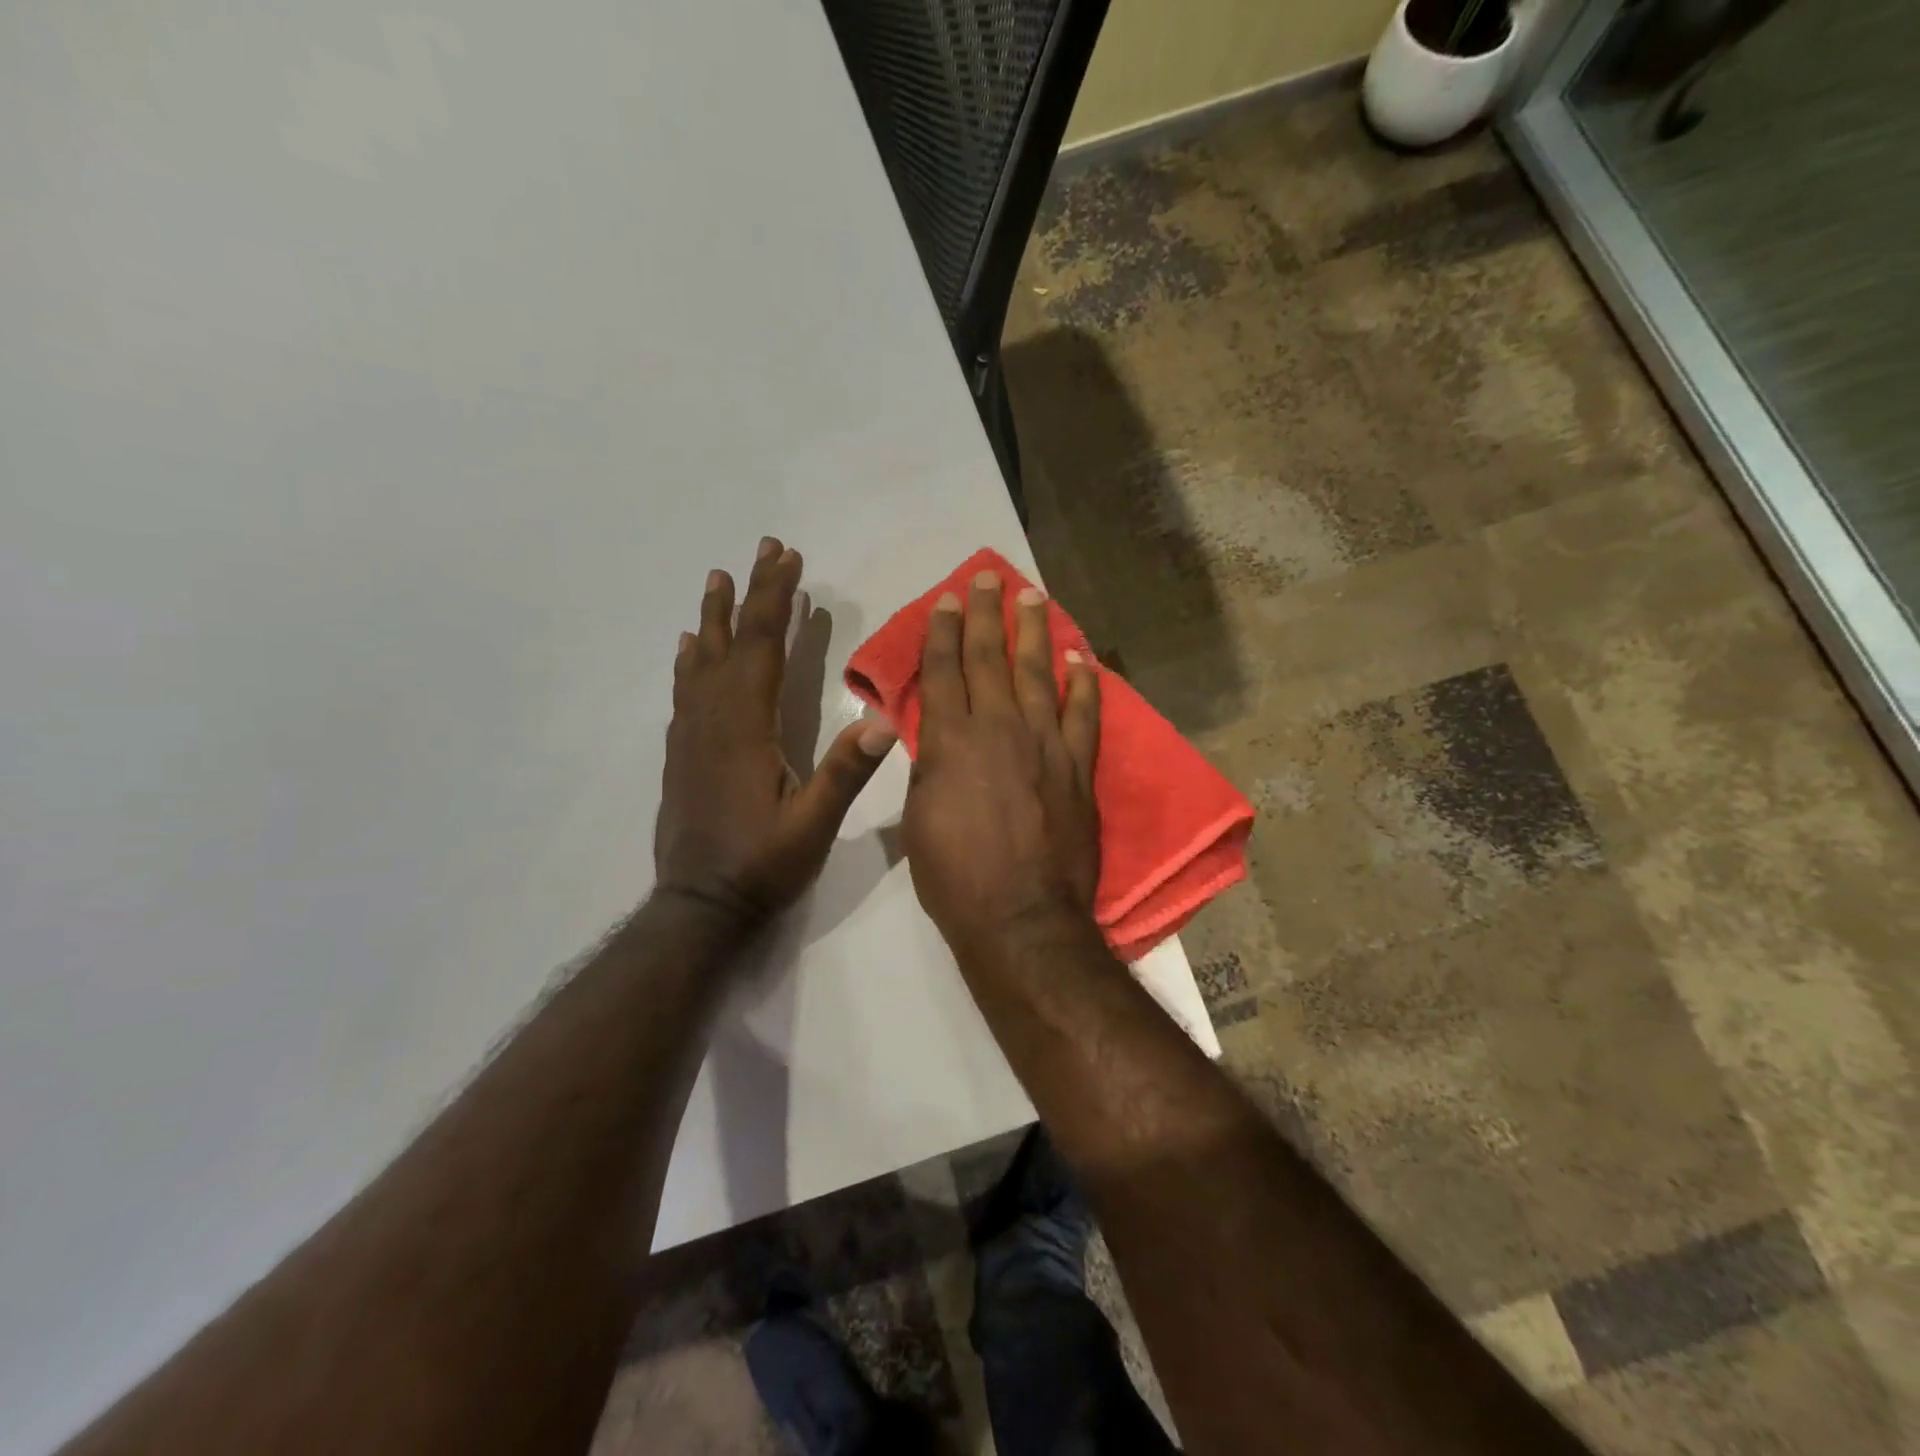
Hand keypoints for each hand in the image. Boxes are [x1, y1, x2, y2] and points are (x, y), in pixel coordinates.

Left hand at [654, 537, 896, 925]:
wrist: (698, 907)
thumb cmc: (761, 865)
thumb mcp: (813, 824)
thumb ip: (845, 772)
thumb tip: (884, 720)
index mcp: (746, 727)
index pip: (763, 647)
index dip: (776, 599)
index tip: (789, 559)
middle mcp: (713, 719)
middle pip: (732, 642)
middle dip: (750, 593)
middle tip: (763, 549)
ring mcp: (691, 735)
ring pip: (701, 661)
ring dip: (714, 617)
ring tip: (718, 580)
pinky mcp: (681, 753)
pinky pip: (685, 691)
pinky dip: (690, 660)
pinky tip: (690, 649)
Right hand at [902, 569, 1100, 954]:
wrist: (1021, 917)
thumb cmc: (955, 876)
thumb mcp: (919, 818)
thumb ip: (929, 766)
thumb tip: (934, 736)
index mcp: (951, 741)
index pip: (944, 672)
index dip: (943, 633)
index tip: (946, 602)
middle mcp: (999, 729)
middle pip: (990, 658)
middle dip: (985, 614)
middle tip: (985, 578)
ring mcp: (1045, 744)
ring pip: (1037, 674)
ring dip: (1034, 632)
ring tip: (1032, 596)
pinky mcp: (1079, 766)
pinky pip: (1084, 714)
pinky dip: (1085, 683)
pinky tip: (1082, 657)